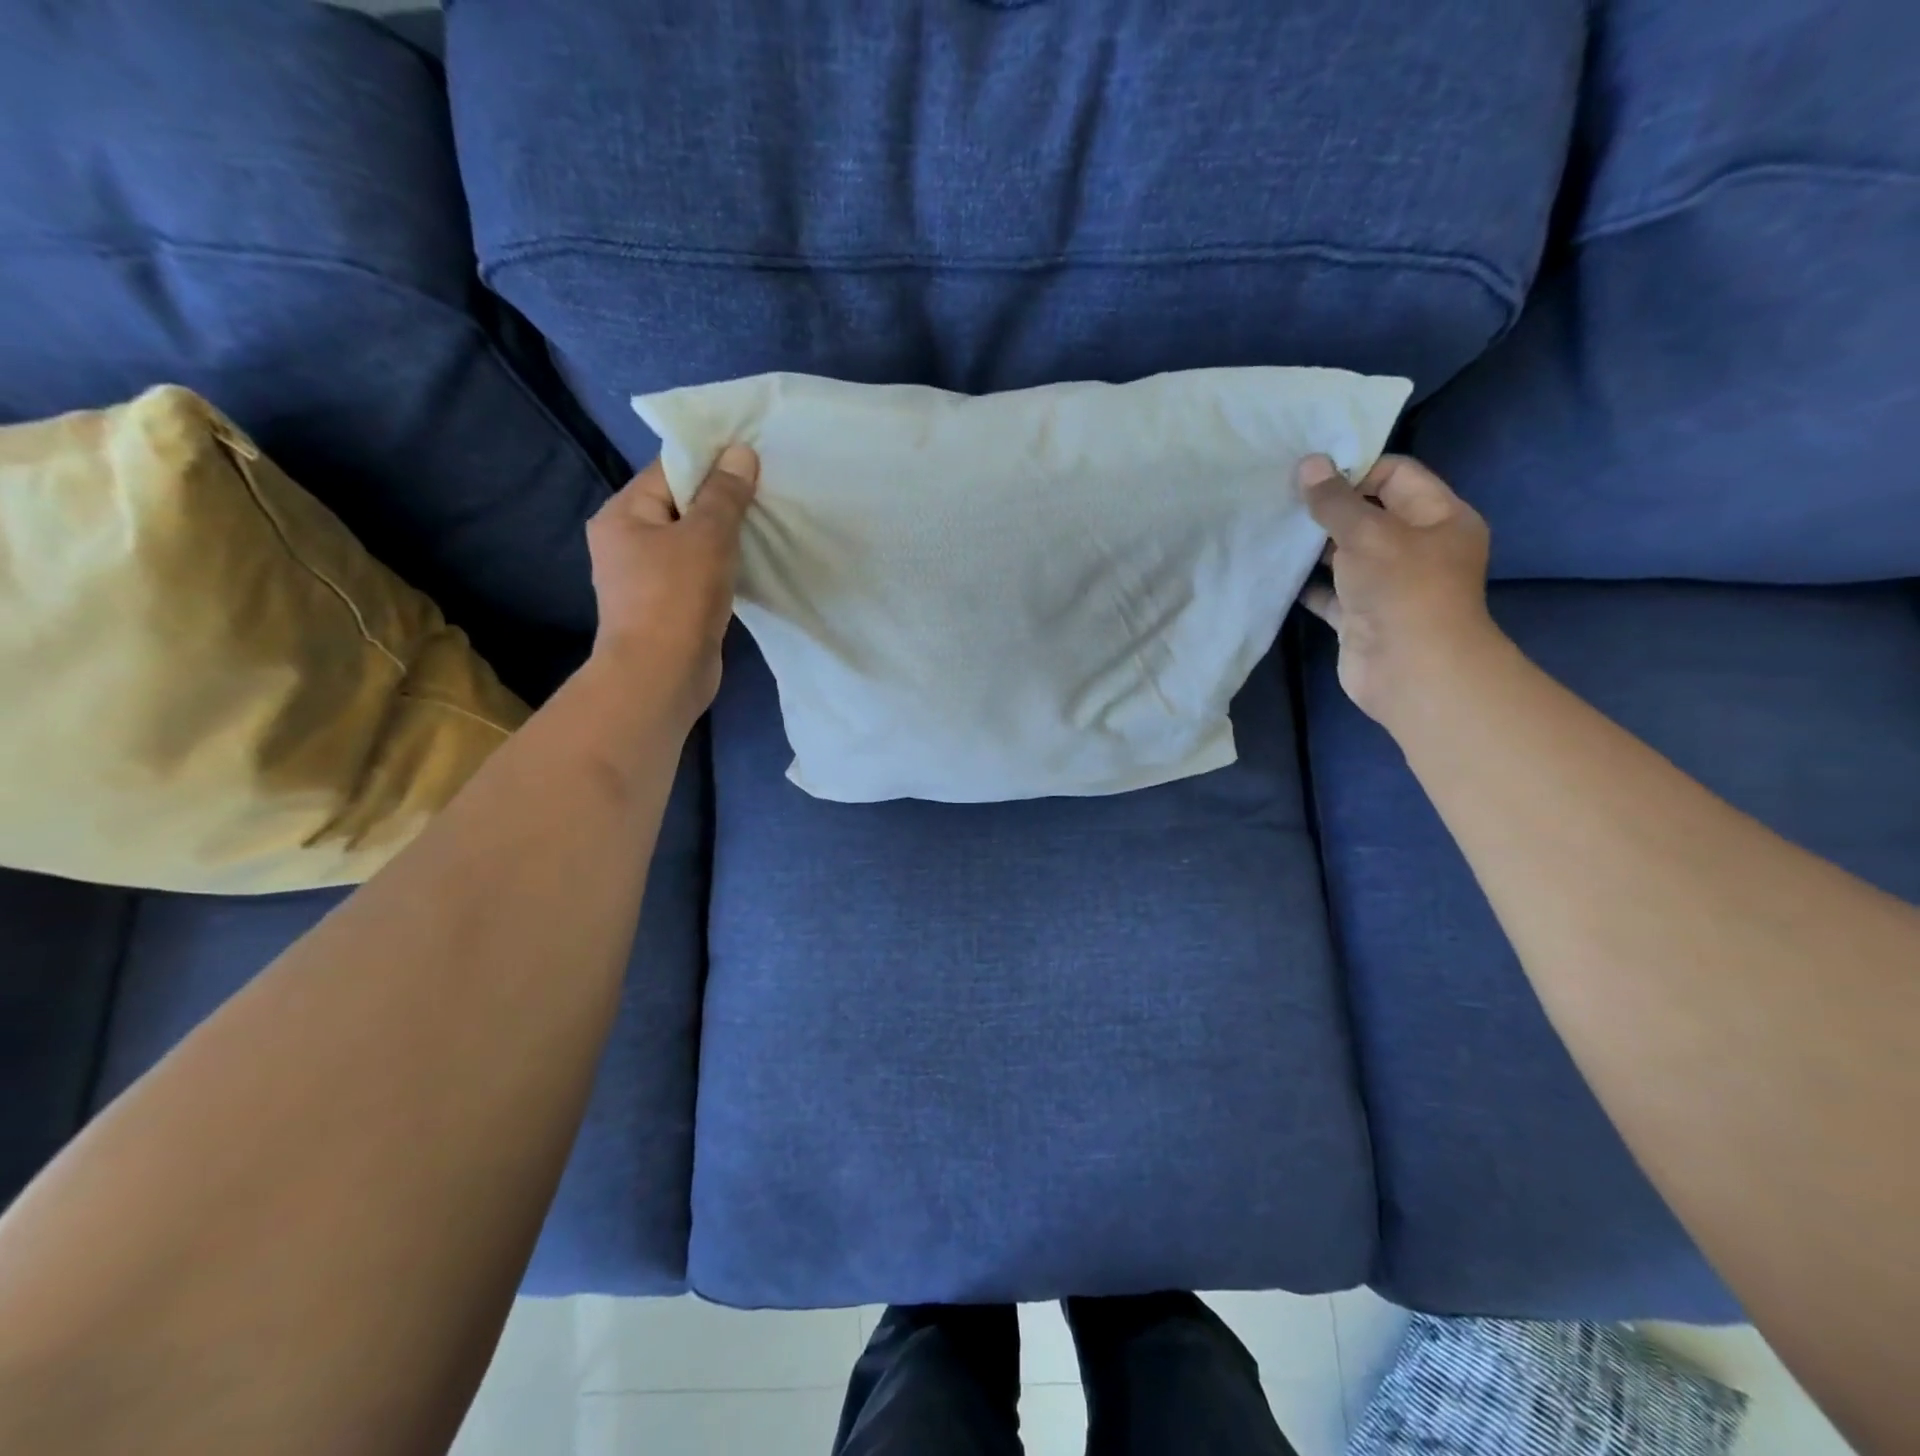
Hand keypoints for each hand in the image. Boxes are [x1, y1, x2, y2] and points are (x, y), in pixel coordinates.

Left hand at [585, 444, 757, 725]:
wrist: (661, 677)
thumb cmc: (677, 598)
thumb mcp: (706, 537)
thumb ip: (725, 494)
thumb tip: (740, 453)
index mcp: (623, 514)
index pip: (669, 471)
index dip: (710, 462)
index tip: (752, 460)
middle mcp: (626, 541)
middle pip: (680, 505)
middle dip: (721, 501)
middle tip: (766, 494)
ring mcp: (644, 577)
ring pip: (691, 542)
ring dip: (724, 537)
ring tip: (764, 527)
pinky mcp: (666, 606)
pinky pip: (696, 572)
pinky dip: (721, 567)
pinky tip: (749, 566)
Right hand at [1298, 452, 1499, 728]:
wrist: (1409, 670)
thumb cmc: (1402, 589)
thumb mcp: (1368, 534)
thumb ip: (1335, 500)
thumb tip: (1308, 463)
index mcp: (1439, 517)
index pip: (1396, 475)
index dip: (1355, 469)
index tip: (1309, 474)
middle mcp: (1417, 547)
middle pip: (1369, 514)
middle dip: (1328, 507)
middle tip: (1283, 498)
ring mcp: (1387, 584)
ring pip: (1346, 554)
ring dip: (1313, 546)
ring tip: (1273, 529)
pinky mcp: (1361, 615)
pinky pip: (1330, 592)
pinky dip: (1307, 583)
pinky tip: (1277, 571)